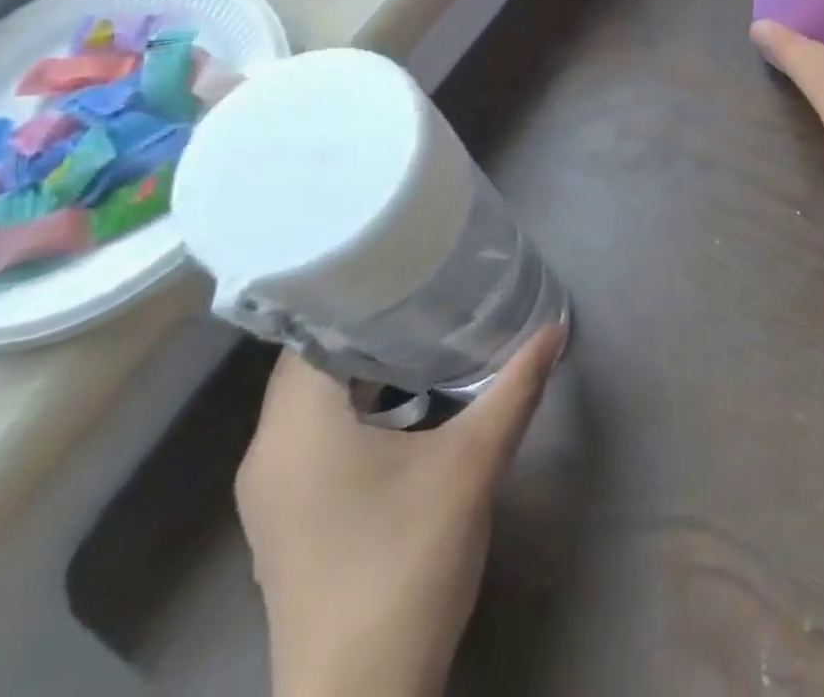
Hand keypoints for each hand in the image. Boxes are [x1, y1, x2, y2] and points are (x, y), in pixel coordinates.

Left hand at [237, 323, 566, 696]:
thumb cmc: (407, 562)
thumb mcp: (472, 462)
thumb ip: (514, 388)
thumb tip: (555, 329)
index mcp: (296, 429)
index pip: (310, 331)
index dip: (353, 292)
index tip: (402, 262)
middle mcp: (268, 453)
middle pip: (311, 363)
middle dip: (367, 325)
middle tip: (425, 289)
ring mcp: (271, 494)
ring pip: (312, 402)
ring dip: (362, 368)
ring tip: (421, 332)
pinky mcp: (287, 521)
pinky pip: (313, 436)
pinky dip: (353, 407)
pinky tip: (404, 403)